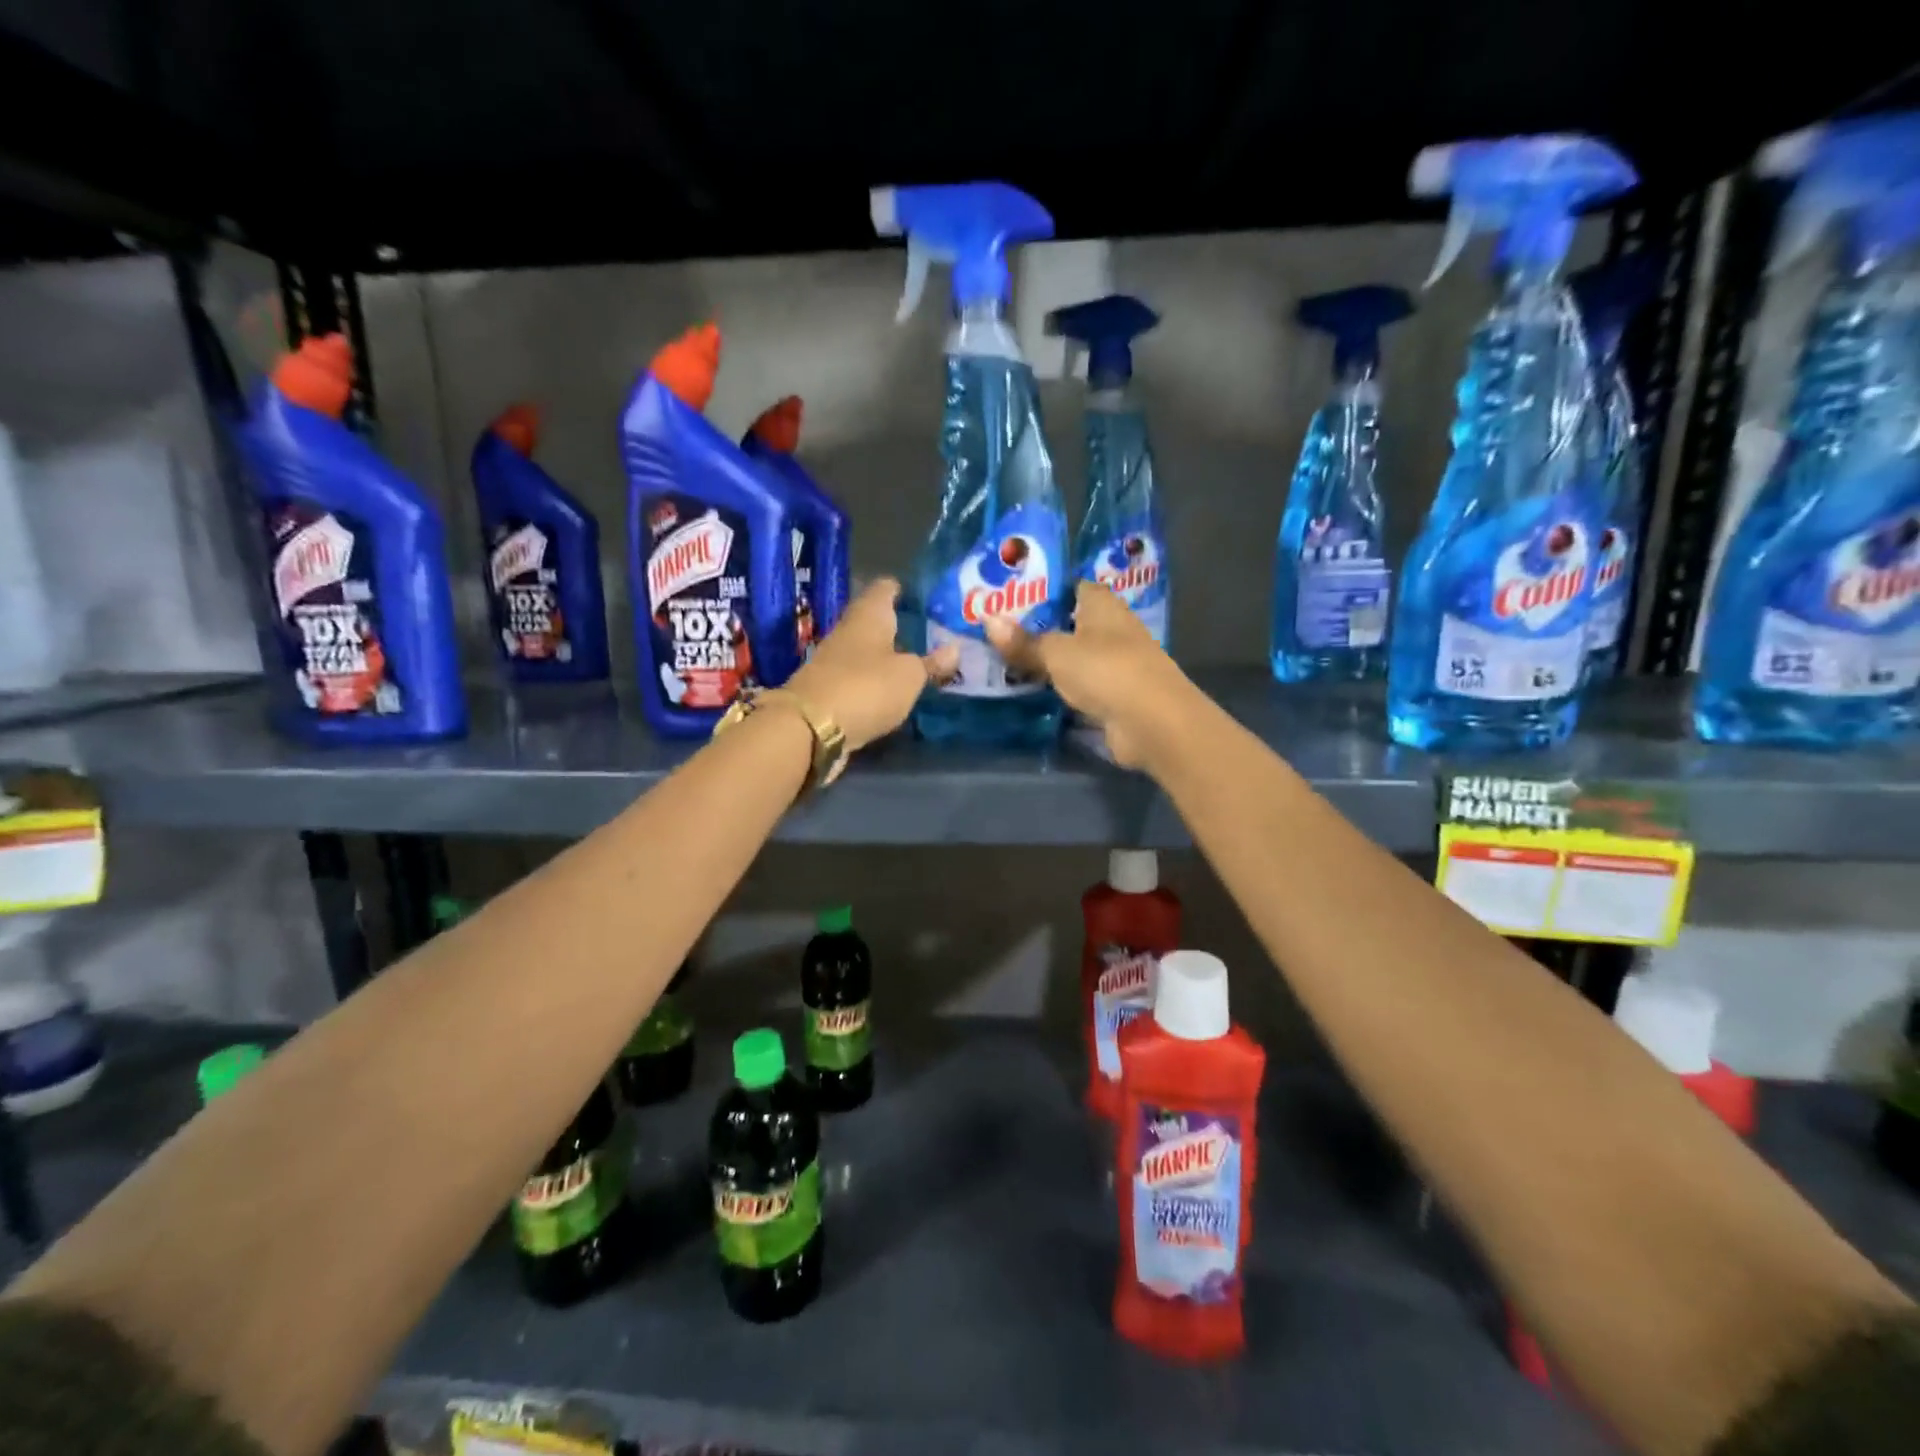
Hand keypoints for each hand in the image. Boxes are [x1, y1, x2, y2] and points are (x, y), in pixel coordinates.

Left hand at [786, 578, 956, 751]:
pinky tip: (894, 690)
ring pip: (867, 650)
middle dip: (901, 626)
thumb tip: (954, 648)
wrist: (810, 728)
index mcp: (869, 615)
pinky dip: (876, 680)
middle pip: (876, 620)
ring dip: (888, 655)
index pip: (886, 588)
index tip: (926, 597)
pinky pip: (860, 677)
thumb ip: (931, 663)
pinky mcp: (829, 689)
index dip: (905, 589)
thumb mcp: (909, 676)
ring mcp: (835, 661)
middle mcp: (849, 631)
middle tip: (932, 633)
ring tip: (919, 662)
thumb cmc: (866, 687)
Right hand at [985, 580, 1193, 768]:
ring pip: (1070, 657)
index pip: (1068, 587)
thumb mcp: (1057, 652)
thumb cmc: (1105, 670)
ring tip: (998, 660)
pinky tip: (1025, 691)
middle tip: (990, 631)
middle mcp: (1110, 629)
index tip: (1004, 597)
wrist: (1152, 723)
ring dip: (1043, 662)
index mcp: (1102, 604)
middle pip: (1067, 623)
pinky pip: (1075, 686)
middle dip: (1034, 628)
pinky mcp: (1111, 696)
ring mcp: (1112, 664)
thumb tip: (987, 621)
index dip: (1039, 590)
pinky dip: (1055, 689)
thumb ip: (1023, 641)